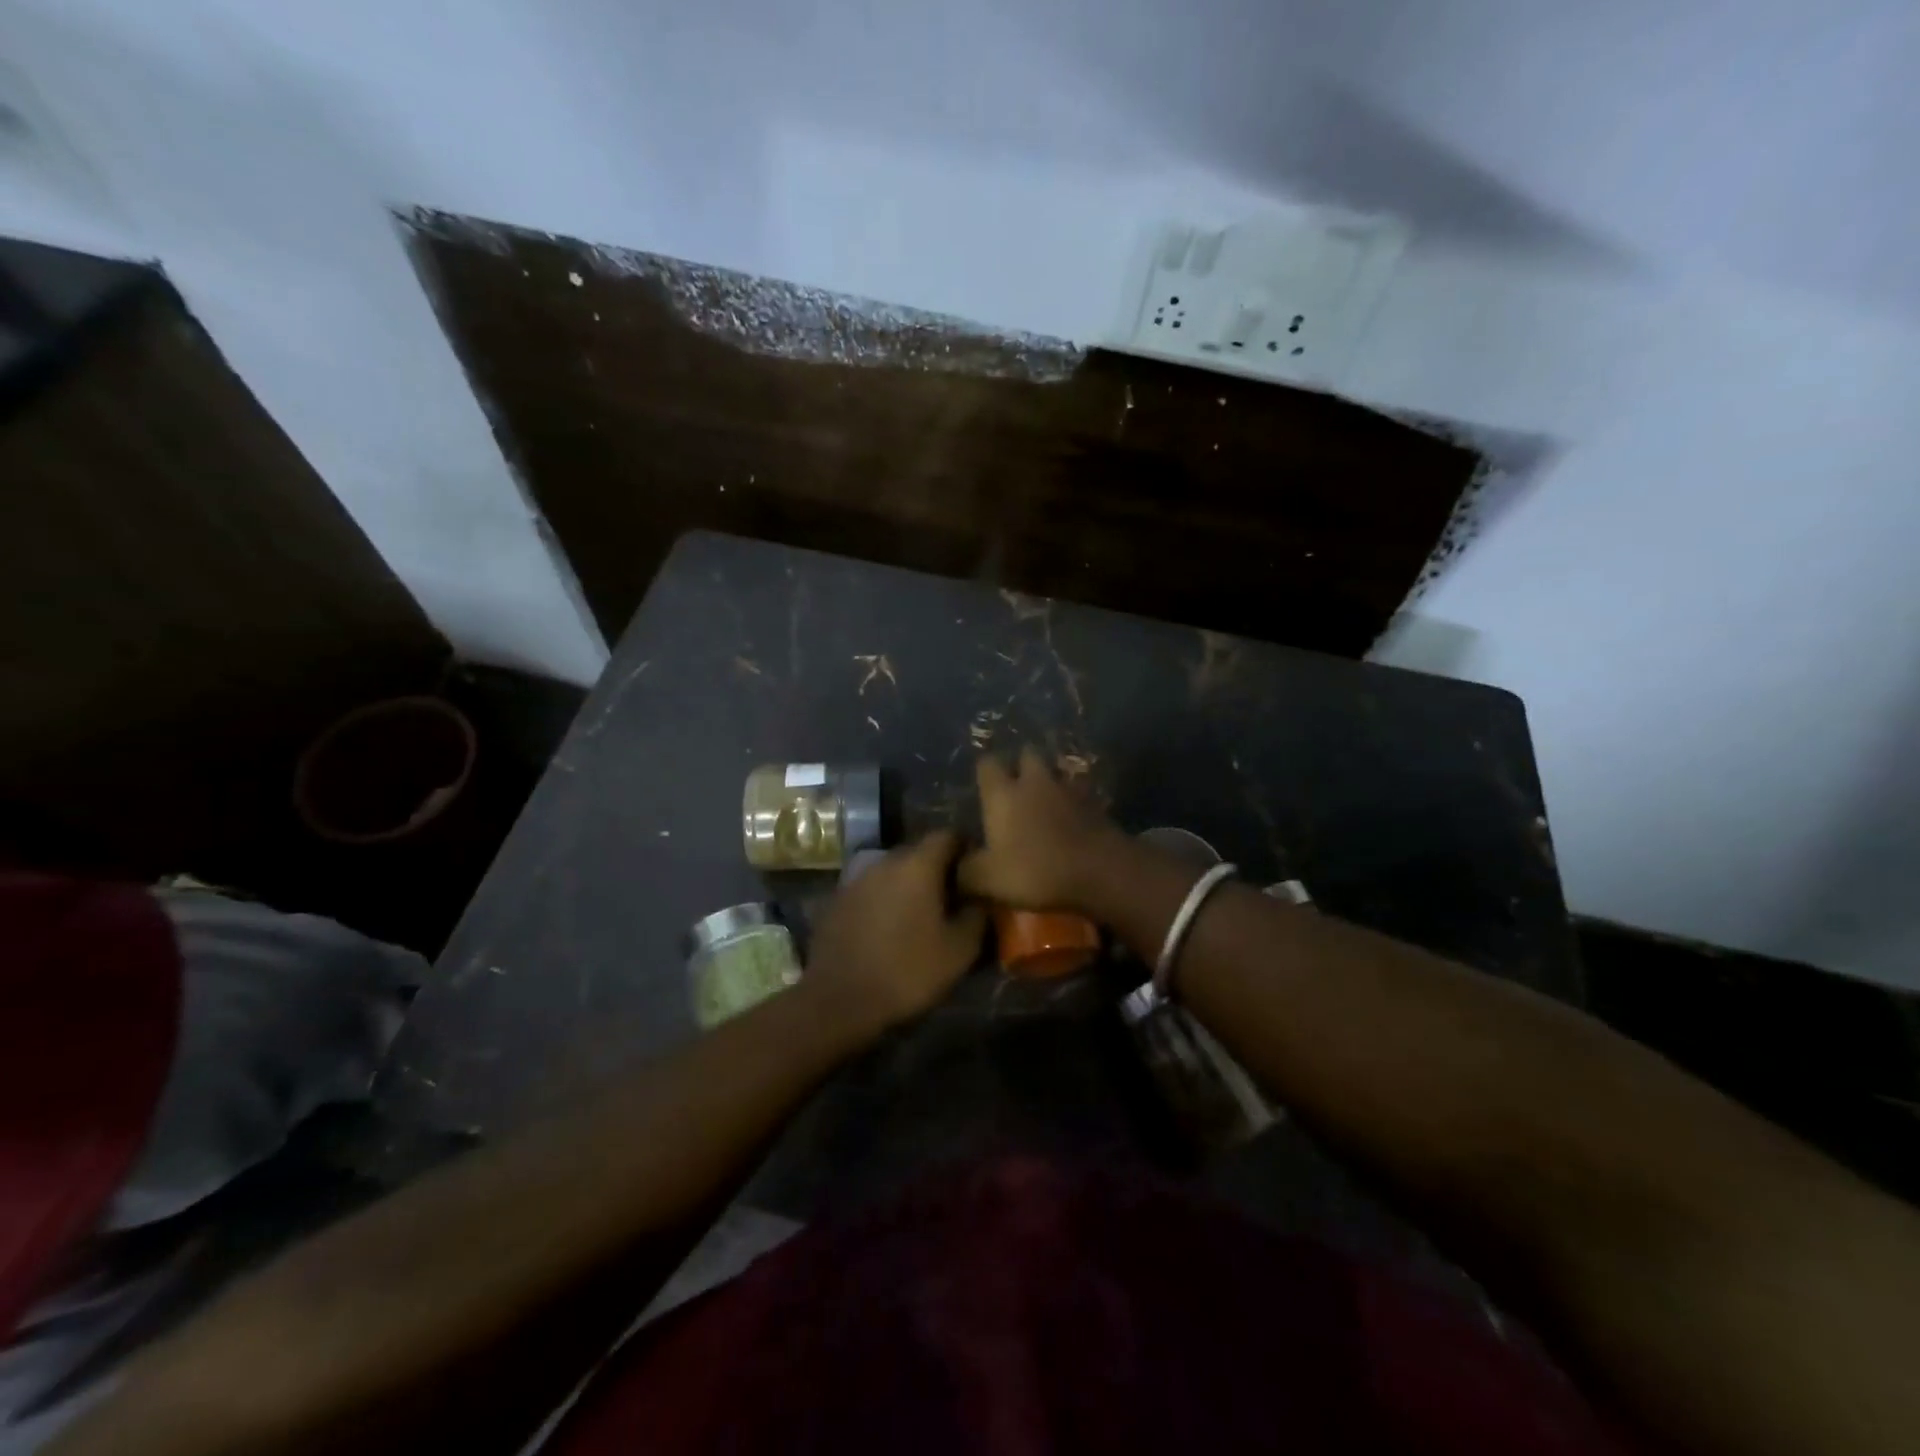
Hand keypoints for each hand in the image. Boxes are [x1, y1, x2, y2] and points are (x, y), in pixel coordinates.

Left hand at [804, 831, 985, 1037]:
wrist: (838, 1000)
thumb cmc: (907, 971)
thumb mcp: (959, 950)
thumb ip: (976, 915)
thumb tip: (980, 898)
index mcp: (917, 865)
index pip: (947, 835)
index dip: (965, 848)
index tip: (976, 871)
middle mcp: (884, 861)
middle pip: (918, 852)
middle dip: (937, 869)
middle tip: (953, 897)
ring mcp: (855, 879)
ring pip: (892, 872)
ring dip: (908, 886)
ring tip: (921, 916)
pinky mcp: (836, 901)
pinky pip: (870, 891)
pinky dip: (884, 901)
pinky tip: (889, 930)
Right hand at [958, 747, 1124, 912]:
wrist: (1102, 870)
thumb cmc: (1036, 870)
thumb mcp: (987, 880)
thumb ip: (964, 871)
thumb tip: (952, 866)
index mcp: (1003, 793)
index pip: (987, 764)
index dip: (984, 772)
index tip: (982, 787)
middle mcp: (1034, 781)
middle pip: (1026, 755)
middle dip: (1020, 766)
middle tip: (1014, 788)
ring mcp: (1069, 789)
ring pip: (1055, 772)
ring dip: (1049, 782)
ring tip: (1044, 802)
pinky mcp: (1095, 803)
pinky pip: (1078, 793)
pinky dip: (1072, 801)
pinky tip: (1070, 819)